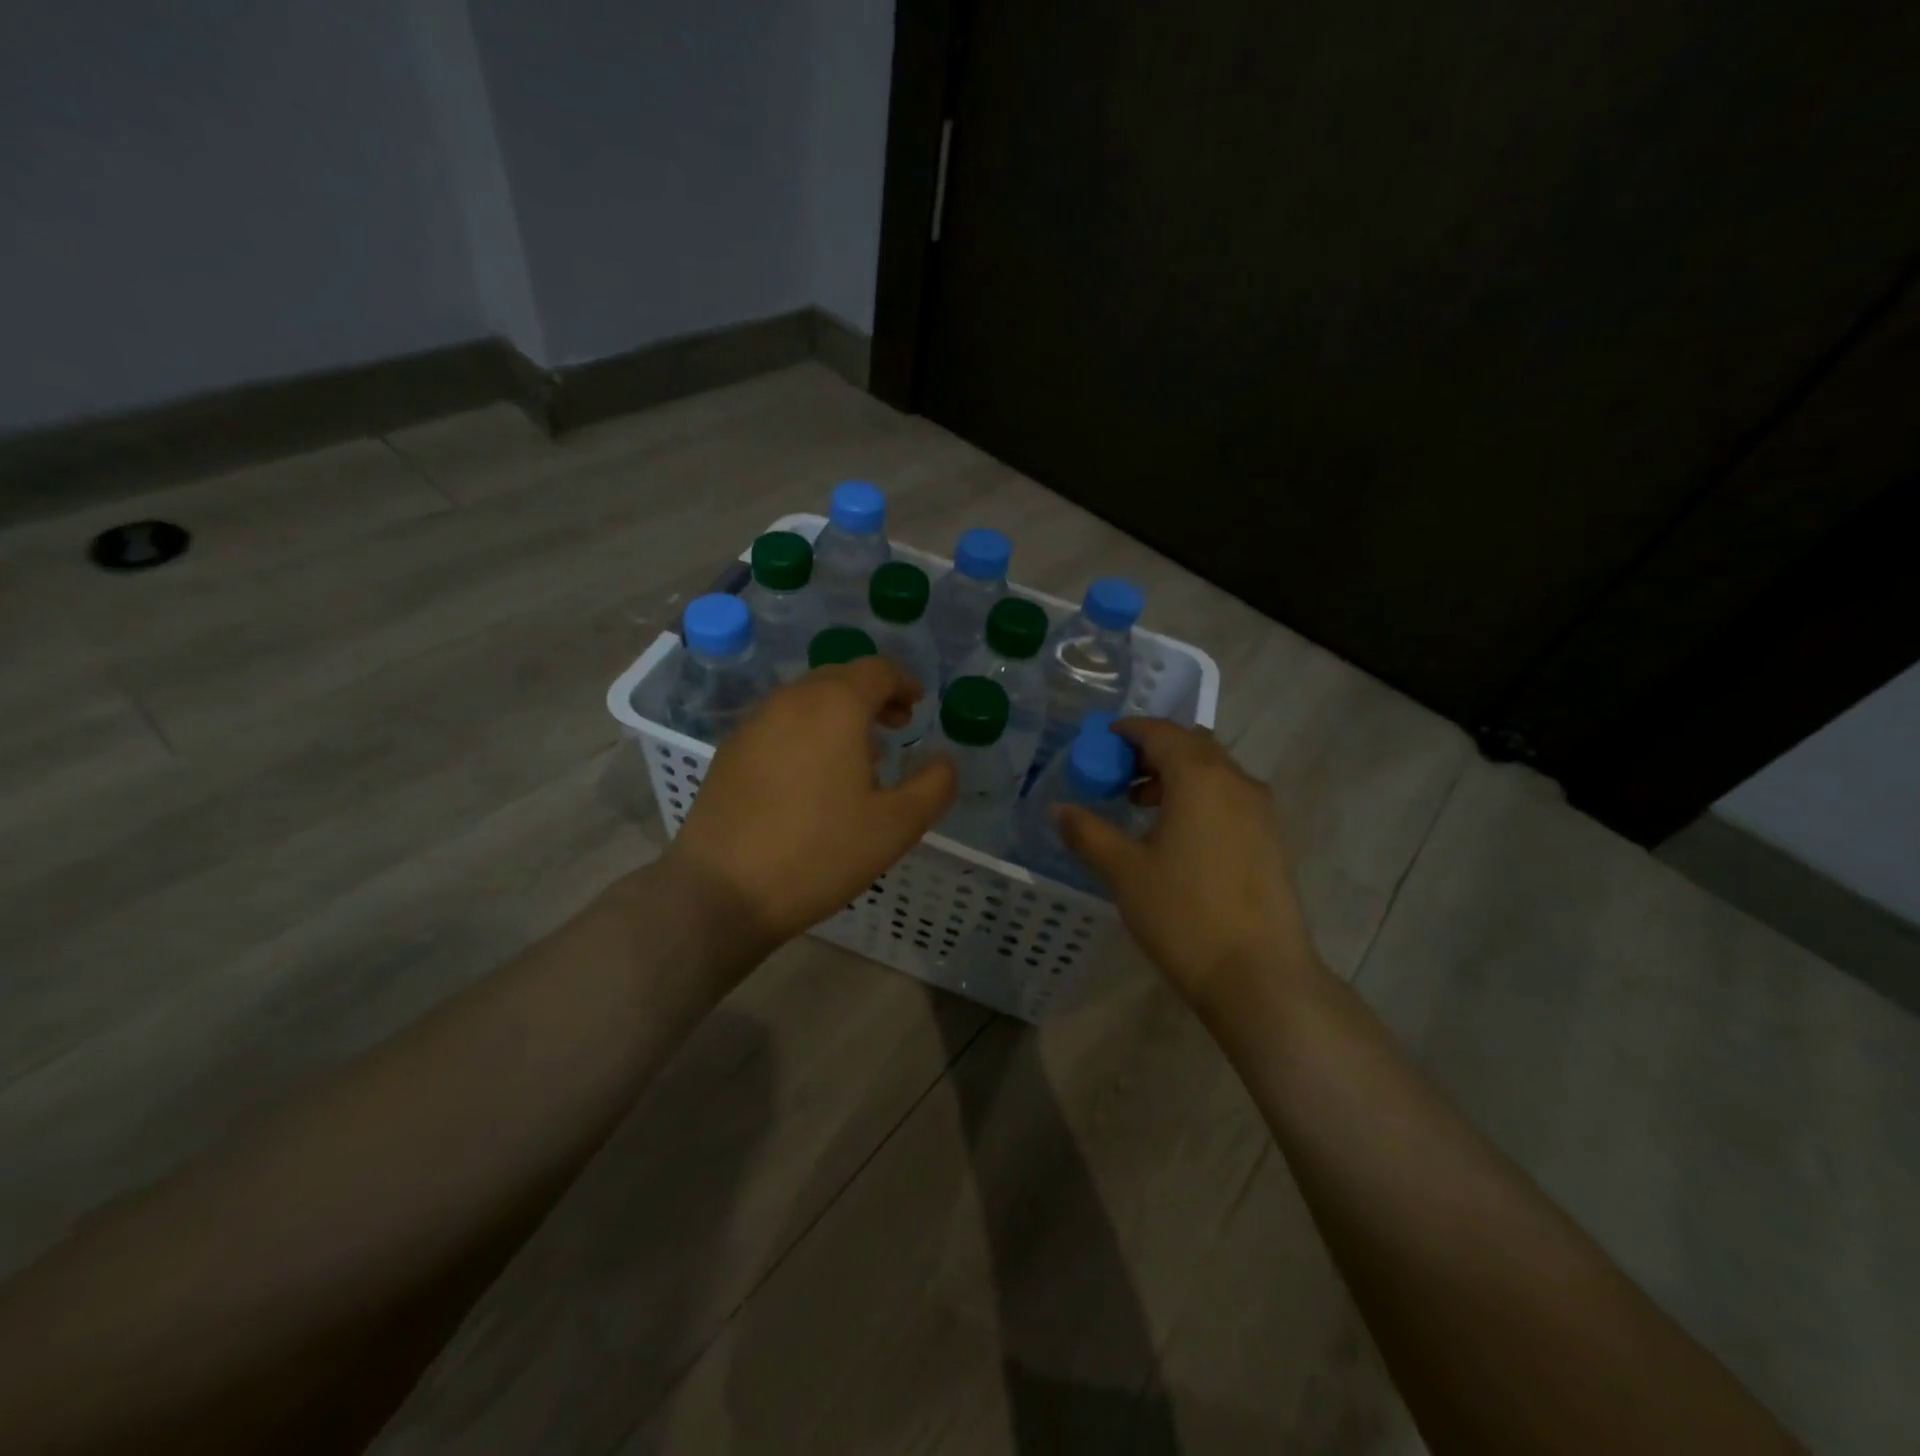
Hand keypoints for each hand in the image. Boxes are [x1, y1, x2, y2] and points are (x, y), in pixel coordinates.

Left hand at [664, 657, 956, 950]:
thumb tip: (945, 760)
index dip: (904, 682)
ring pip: (807, 699)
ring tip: (858, 755)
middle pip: (840, 678)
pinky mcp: (731, 749)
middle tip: (895, 728)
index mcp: (835, 705)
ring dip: (839, 713)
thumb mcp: (897, 826)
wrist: (722, 889)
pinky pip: (780, 722)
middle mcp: (792, 699)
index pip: (877, 670)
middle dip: (873, 695)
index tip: (917, 706)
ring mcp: (754, 722)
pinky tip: (812, 775)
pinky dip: (807, 730)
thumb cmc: (820, 852)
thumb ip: (935, 785)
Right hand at [1055, 719, 1322, 1014]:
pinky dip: (1202, 798)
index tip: (1103, 743)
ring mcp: (1262, 811)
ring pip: (1215, 772)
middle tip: (1120, 775)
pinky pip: (1231, 798)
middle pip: (1192, 746)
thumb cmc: (1183, 914)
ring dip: (1178, 776)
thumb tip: (1060, 809)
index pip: (1161, 732)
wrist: (1259, 976)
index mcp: (1199, 777)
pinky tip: (1181, 837)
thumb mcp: (1124, 872)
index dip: (1128, 731)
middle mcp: (1236, 781)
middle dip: (1154, 751)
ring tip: (1144, 807)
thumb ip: (1088, 833)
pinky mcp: (1274, 839)